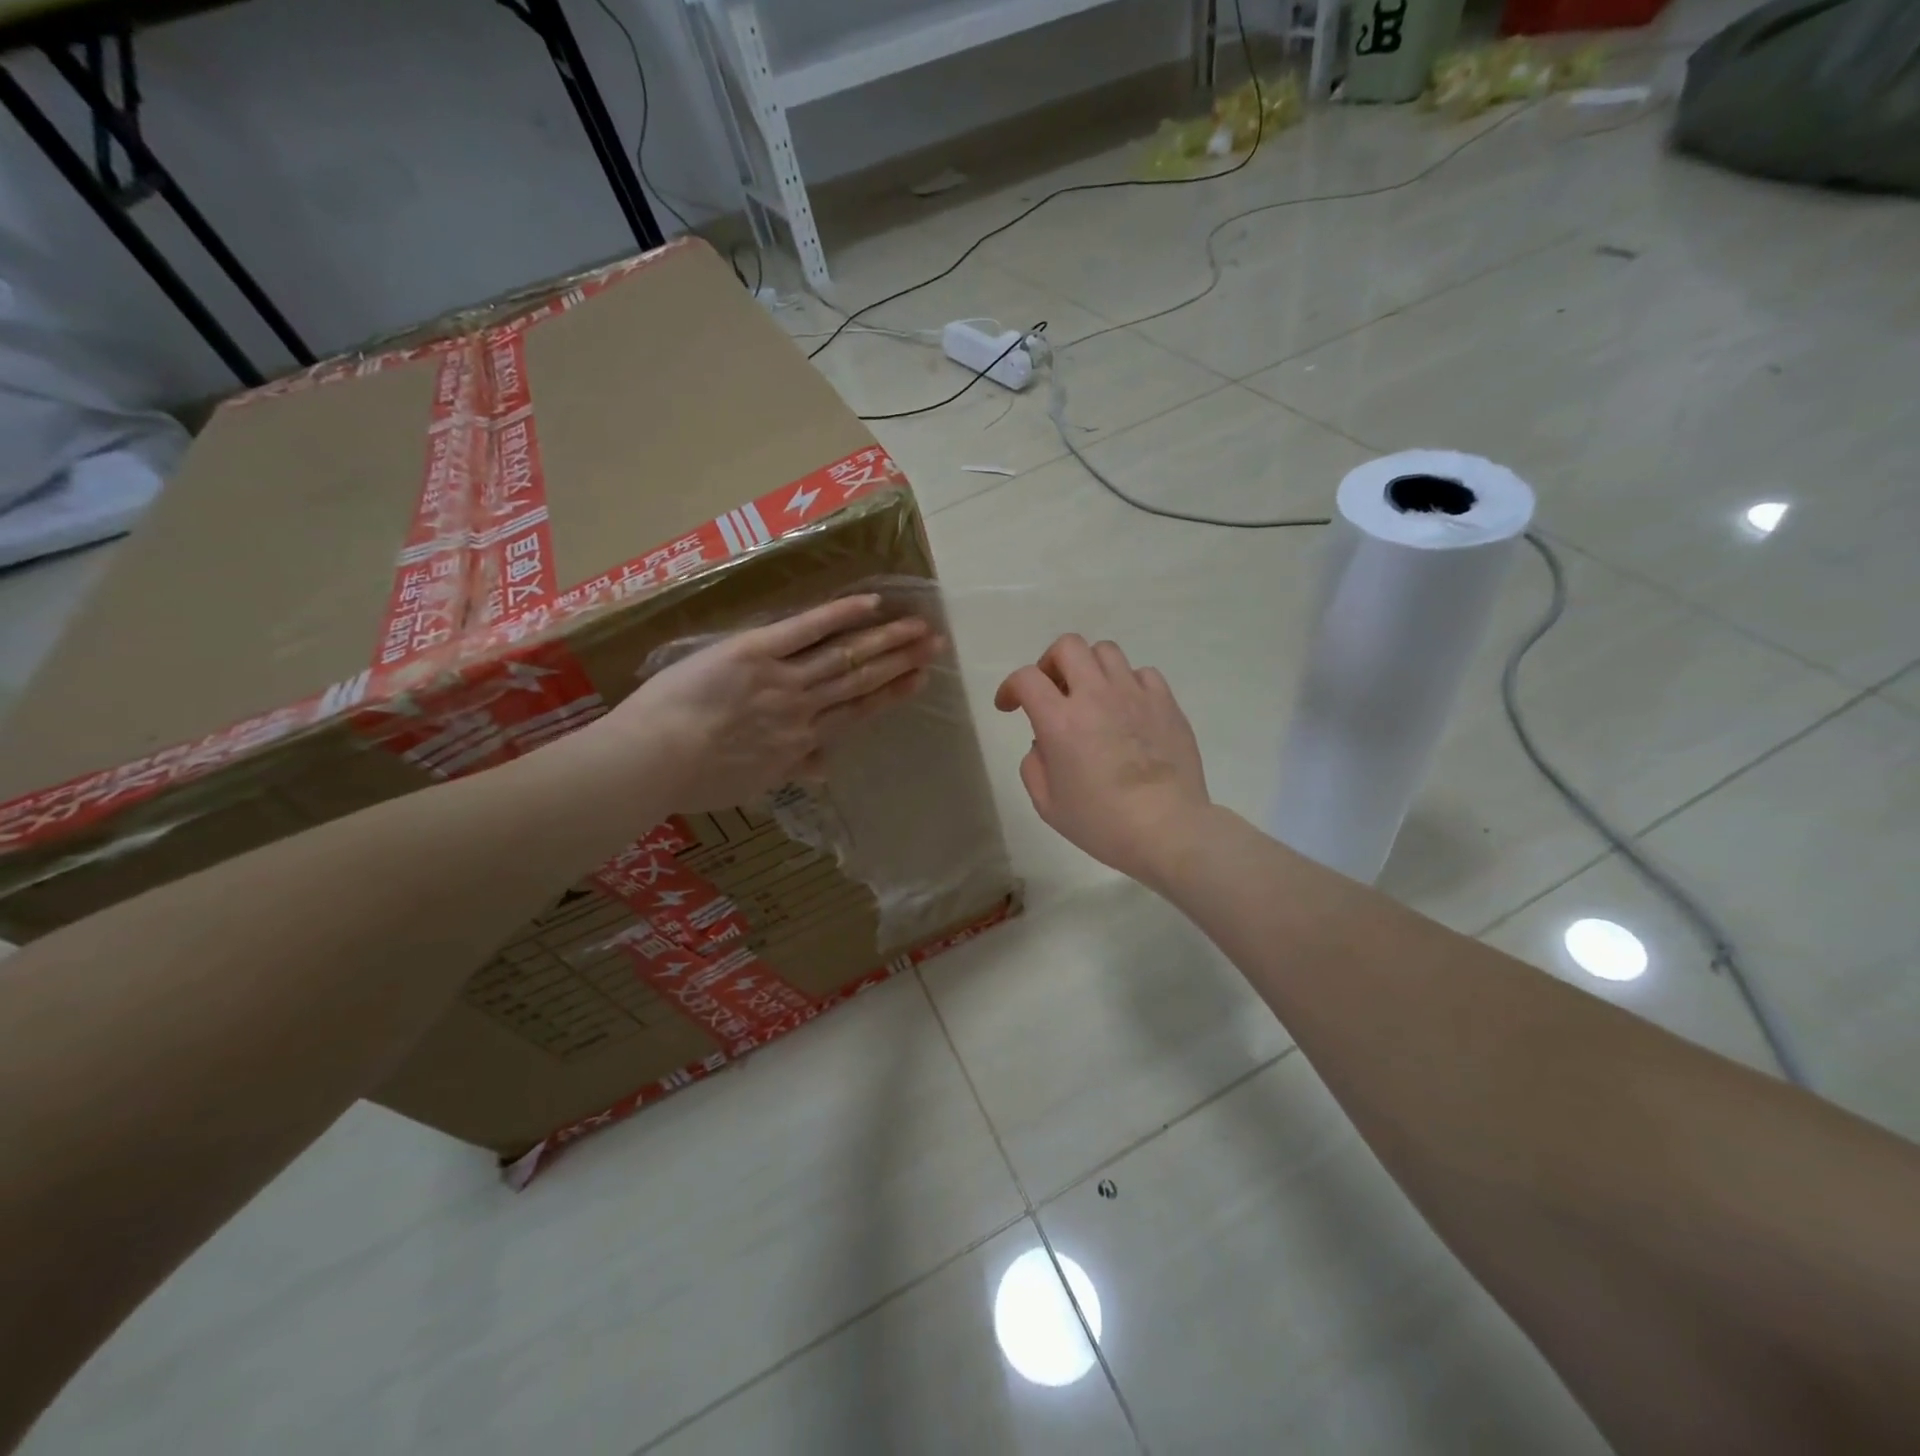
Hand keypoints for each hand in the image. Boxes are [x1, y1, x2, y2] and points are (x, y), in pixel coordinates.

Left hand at [582, 594, 938, 810]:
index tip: (920, 678)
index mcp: (801, 742)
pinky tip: (871, 602)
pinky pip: (805, 630)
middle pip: (861, 680)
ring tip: (917, 625)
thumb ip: (791, 769)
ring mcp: (783, 678)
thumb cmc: (696, 780)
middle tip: (935, 644)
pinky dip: (840, 615)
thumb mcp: (752, 784)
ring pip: (845, 656)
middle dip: (901, 661)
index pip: (857, 712)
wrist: (655, 760)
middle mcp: (804, 708)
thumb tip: (824, 768)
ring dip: (885, 639)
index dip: (892, 693)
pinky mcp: (756, 651)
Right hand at [994, 634, 1210, 884]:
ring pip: (1106, 651)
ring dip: (1090, 668)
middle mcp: (1096, 695)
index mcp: (1060, 721)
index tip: (1010, 707)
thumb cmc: (1102, 823)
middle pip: (1068, 646)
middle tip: (1052, 691)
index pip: (1027, 678)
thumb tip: (1044, 743)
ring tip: (1091, 696)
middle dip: (1050, 663)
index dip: (1011, 687)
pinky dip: (1127, 683)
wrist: (1168, 829)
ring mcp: (1134, 694)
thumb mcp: (1048, 805)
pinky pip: (1142, 673)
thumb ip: (1034, 766)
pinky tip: (1127, 708)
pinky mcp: (1166, 702)